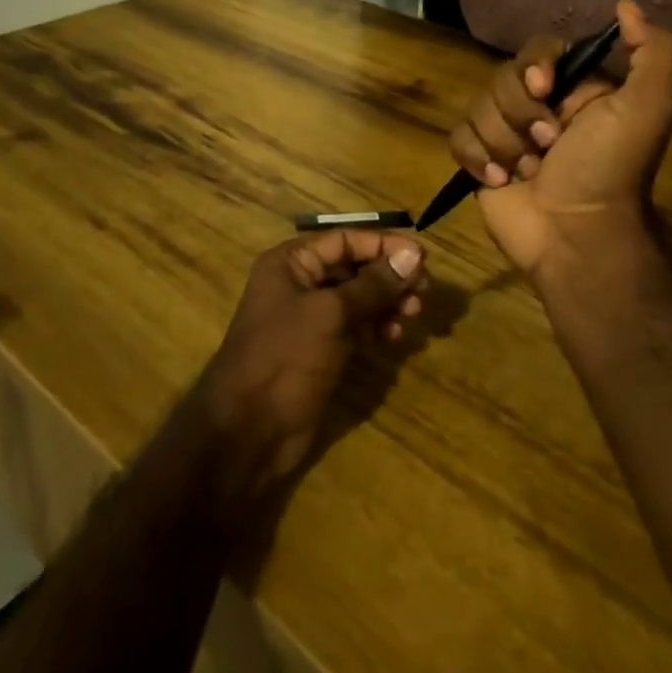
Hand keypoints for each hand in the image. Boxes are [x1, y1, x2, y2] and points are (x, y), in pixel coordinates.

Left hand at [198, 229, 426, 495]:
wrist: (248, 432)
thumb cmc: (285, 358)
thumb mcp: (331, 315)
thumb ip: (373, 285)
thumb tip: (413, 256)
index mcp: (291, 263)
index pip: (345, 240)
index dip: (384, 245)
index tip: (422, 257)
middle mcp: (299, 283)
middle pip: (353, 267)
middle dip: (389, 276)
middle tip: (423, 291)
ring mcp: (308, 318)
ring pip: (357, 297)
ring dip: (387, 302)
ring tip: (413, 315)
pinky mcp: (319, 349)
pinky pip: (354, 325)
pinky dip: (375, 326)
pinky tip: (393, 337)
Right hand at [449, 0, 671, 276]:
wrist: (577, 236)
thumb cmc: (610, 170)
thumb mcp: (647, 107)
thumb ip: (652, 52)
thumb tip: (626, 4)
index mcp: (573, 88)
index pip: (536, 49)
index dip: (533, 66)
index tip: (544, 89)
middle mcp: (537, 105)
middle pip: (501, 79)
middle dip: (521, 115)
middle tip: (548, 146)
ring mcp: (506, 133)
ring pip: (477, 108)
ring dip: (504, 143)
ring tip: (528, 172)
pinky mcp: (480, 160)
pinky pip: (458, 138)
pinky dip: (478, 159)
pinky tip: (501, 181)